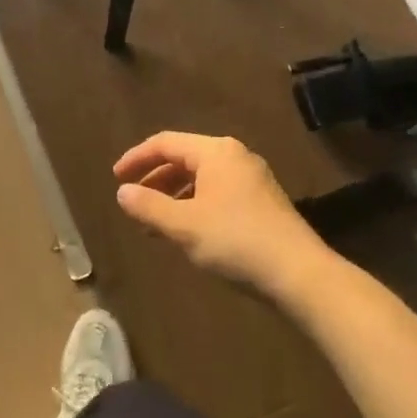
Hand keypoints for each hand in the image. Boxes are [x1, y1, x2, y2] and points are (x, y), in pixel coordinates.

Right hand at [113, 133, 331, 301]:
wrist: (301, 274)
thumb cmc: (236, 241)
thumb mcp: (184, 225)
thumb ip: (148, 206)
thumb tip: (122, 192)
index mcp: (215, 152)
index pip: (165, 142)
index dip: (136, 158)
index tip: (115, 178)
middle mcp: (235, 156)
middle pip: (184, 158)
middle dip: (155, 179)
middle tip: (132, 200)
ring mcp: (252, 179)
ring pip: (201, 178)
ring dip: (173, 195)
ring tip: (154, 222)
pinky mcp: (262, 202)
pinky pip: (217, 192)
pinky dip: (194, 205)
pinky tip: (187, 231)